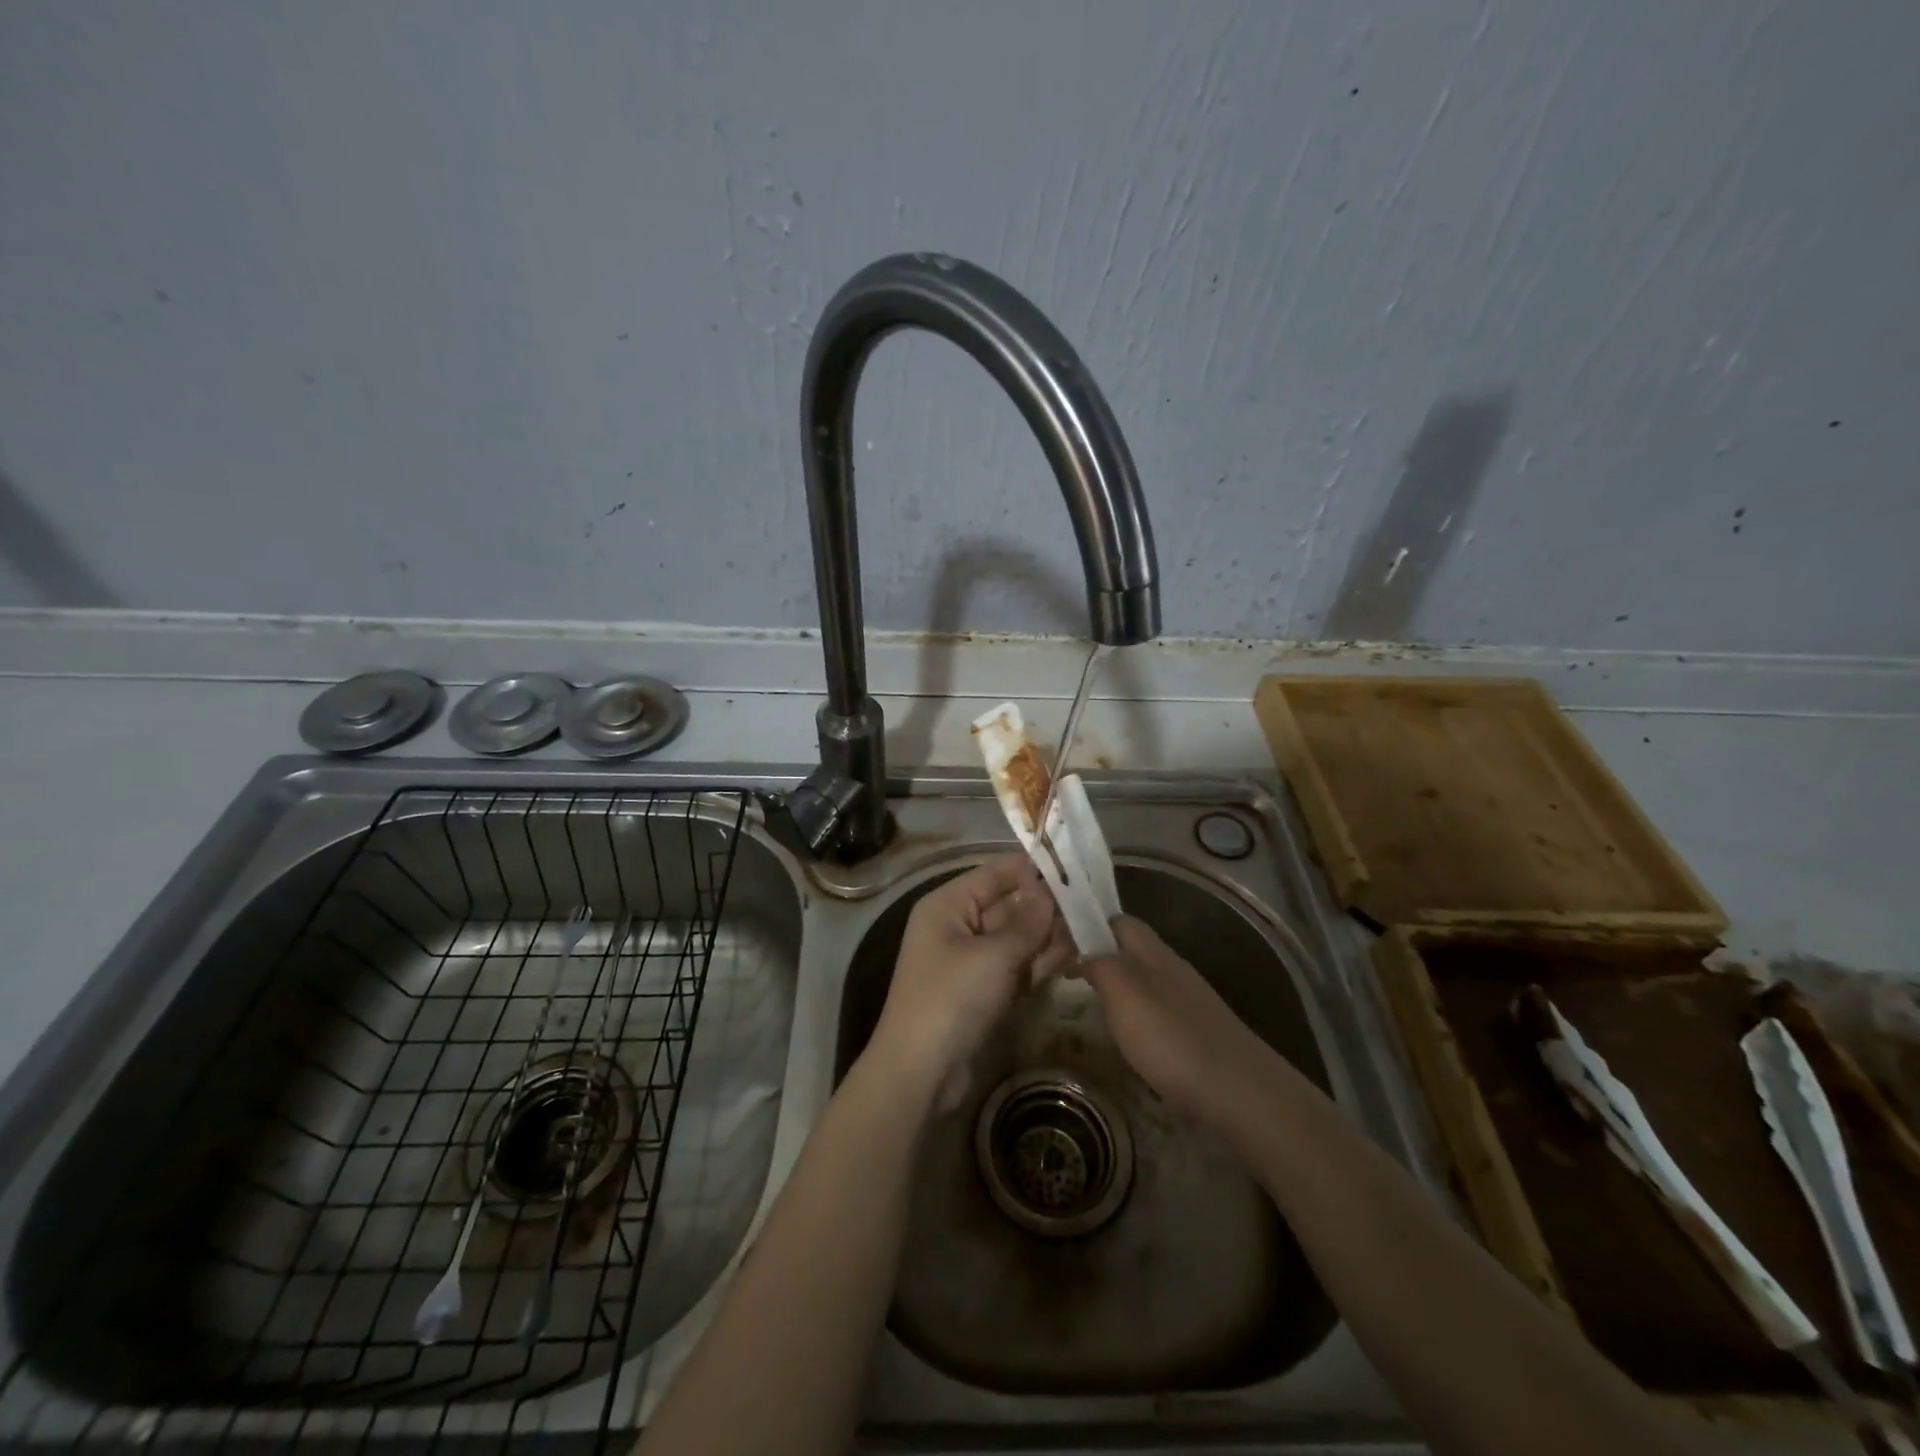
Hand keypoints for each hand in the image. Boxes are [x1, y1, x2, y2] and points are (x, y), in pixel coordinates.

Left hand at [868, 854, 1072, 1105]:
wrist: (921, 1072)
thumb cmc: (952, 998)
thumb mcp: (994, 955)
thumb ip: (1027, 923)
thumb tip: (1050, 894)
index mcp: (948, 905)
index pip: (995, 874)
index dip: (1031, 869)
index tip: (1073, 866)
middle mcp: (958, 926)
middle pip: (1008, 905)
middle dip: (1046, 905)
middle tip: (1091, 902)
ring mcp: (972, 961)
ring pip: (1016, 937)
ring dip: (1048, 935)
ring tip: (1090, 928)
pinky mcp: (984, 991)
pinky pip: (1016, 966)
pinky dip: (1040, 962)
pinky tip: (1073, 955)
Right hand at [1077, 915, 1274, 1127]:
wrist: (1242, 1094)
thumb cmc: (1174, 1039)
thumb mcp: (1125, 995)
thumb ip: (1100, 966)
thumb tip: (1083, 953)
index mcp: (1154, 953)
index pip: (1119, 921)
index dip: (1090, 923)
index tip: (1059, 944)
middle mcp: (1173, 969)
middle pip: (1133, 949)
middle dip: (1102, 955)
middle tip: (1068, 976)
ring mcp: (1189, 1002)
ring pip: (1146, 979)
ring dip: (1119, 985)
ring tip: (1091, 1005)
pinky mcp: (1198, 1033)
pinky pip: (1159, 1010)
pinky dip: (1137, 1015)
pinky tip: (1129, 1038)